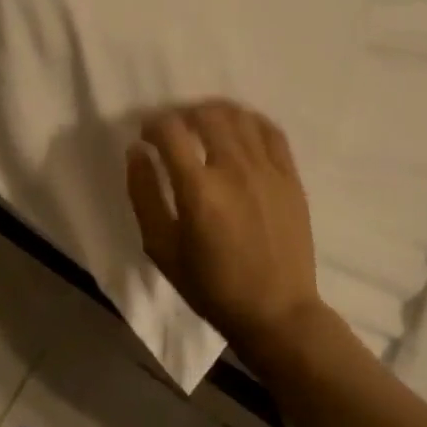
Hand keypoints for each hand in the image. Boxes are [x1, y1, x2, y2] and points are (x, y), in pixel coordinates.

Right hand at [126, 101, 329, 354]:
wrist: (277, 313)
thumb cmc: (211, 286)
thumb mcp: (161, 248)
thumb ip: (143, 193)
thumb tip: (136, 150)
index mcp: (199, 190)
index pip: (170, 130)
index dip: (152, 124)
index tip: (146, 136)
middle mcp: (234, 170)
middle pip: (205, 114)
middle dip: (182, 114)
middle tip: (174, 130)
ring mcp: (267, 171)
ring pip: (238, 116)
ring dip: (214, 113)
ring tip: (203, 127)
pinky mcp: (290, 177)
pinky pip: (270, 131)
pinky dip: (249, 121)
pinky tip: (238, 131)